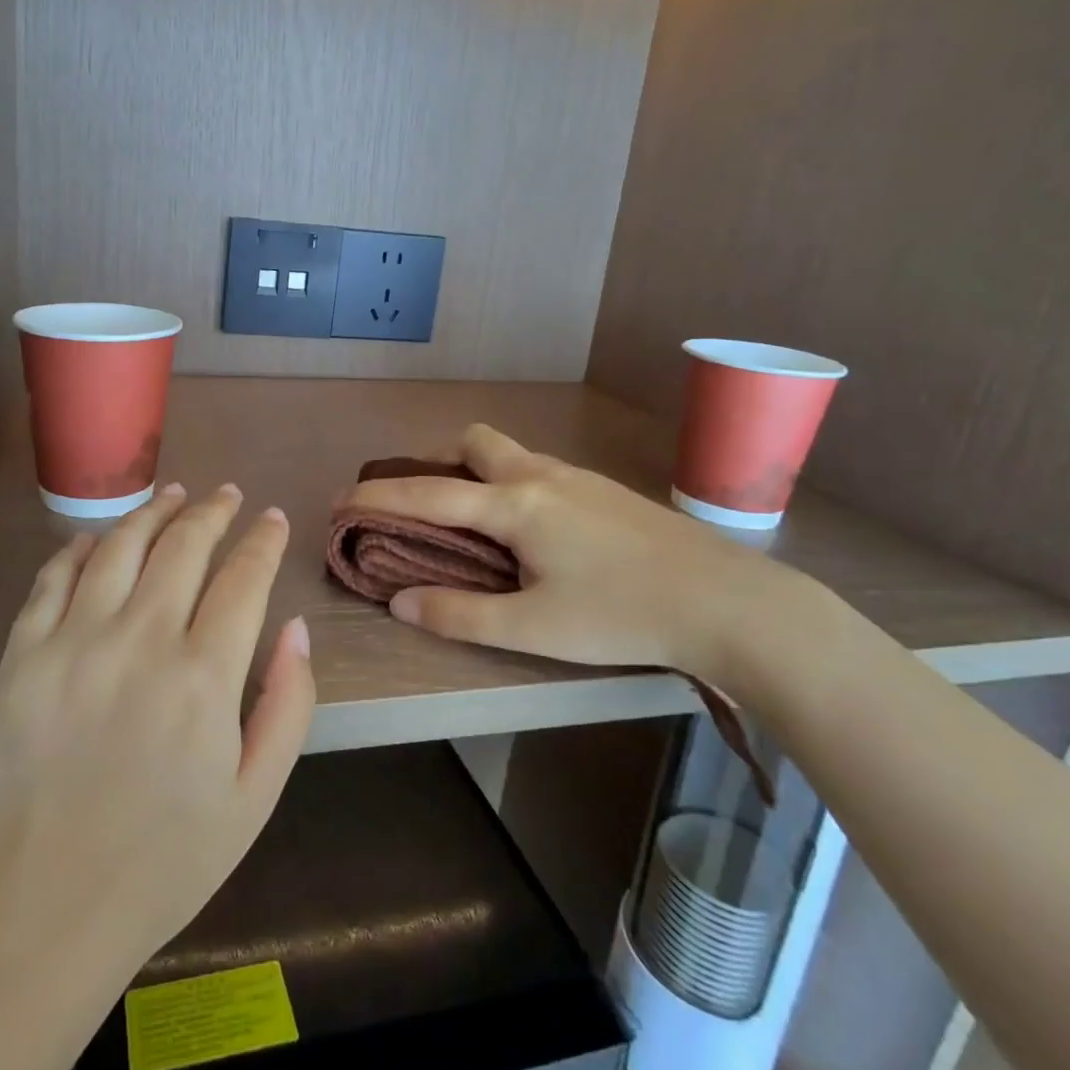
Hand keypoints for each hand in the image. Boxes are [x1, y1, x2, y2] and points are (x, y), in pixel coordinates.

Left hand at [0, 483, 314, 991]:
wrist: (46, 912)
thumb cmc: (165, 861)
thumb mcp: (255, 796)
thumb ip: (288, 705)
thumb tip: (294, 628)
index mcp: (203, 677)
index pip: (243, 578)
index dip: (264, 541)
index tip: (274, 518)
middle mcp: (140, 642)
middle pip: (183, 547)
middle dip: (213, 512)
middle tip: (227, 494)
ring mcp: (73, 644)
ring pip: (119, 548)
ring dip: (153, 513)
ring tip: (174, 495)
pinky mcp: (22, 658)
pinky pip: (52, 580)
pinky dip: (79, 549)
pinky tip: (97, 539)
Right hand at [334, 424, 808, 685]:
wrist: (729, 602)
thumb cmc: (623, 614)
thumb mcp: (534, 627)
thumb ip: (460, 614)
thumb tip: (400, 604)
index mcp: (515, 505)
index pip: (428, 495)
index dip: (378, 498)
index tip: (340, 501)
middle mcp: (540, 476)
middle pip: (473, 443)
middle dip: (437, 463)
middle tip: (424, 505)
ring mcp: (577, 477)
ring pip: (509, 454)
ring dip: (476, 474)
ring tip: (472, 523)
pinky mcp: (604, 490)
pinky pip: (538, 470)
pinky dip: (510, 485)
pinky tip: (530, 532)